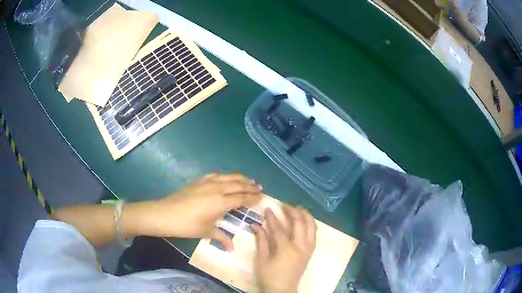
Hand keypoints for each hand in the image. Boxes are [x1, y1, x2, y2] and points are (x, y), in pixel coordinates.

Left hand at [127, 173, 261, 249]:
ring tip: (248, 180)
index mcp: (221, 202)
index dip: (252, 197)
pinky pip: (216, 175)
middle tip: (259, 187)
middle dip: (250, 186)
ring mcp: (207, 182)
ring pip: (228, 177)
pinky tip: (226, 178)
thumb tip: (232, 249)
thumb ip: (222, 238)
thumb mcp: (206, 232)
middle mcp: (217, 188)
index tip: (261, 196)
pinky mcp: (198, 181)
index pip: (241, 198)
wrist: (165, 214)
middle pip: (237, 184)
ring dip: (240, 178)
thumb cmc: (187, 225)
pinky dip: (225, 176)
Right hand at [253, 206, 315, 292]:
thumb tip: (255, 224)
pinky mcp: (310, 252)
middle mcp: (300, 247)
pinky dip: (310, 225)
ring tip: (297, 209)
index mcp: (286, 249)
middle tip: (284, 206)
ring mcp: (308, 249)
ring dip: (305, 215)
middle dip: (292, 211)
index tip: (268, 208)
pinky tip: (305, 221)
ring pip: (312, 227)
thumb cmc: (269, 276)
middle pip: (300, 223)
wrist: (282, 290)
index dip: (273, 218)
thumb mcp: (262, 259)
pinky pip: (314, 234)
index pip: (280, 228)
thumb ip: (261, 240)